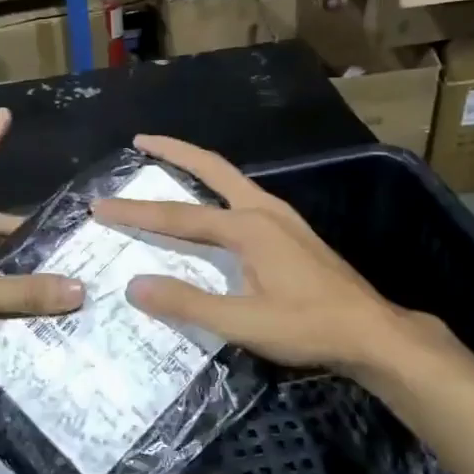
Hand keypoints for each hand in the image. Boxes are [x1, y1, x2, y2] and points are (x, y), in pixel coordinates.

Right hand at [92, 134, 457, 377]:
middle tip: (141, 140)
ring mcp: (283, 218)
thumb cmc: (308, 328)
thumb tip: (134, 285)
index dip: (136, 213)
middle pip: (212, 168)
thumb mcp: (243, 323)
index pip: (179, 217)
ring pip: (231, 179)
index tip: (100, 205)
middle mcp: (264, 210)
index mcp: (249, 228)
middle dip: (174, 151)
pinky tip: (214, 206)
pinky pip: (245, 195)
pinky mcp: (293, 231)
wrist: (373, 333)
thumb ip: (188, 303)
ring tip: (169, 163)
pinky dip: (218, 188)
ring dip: (198, 167)